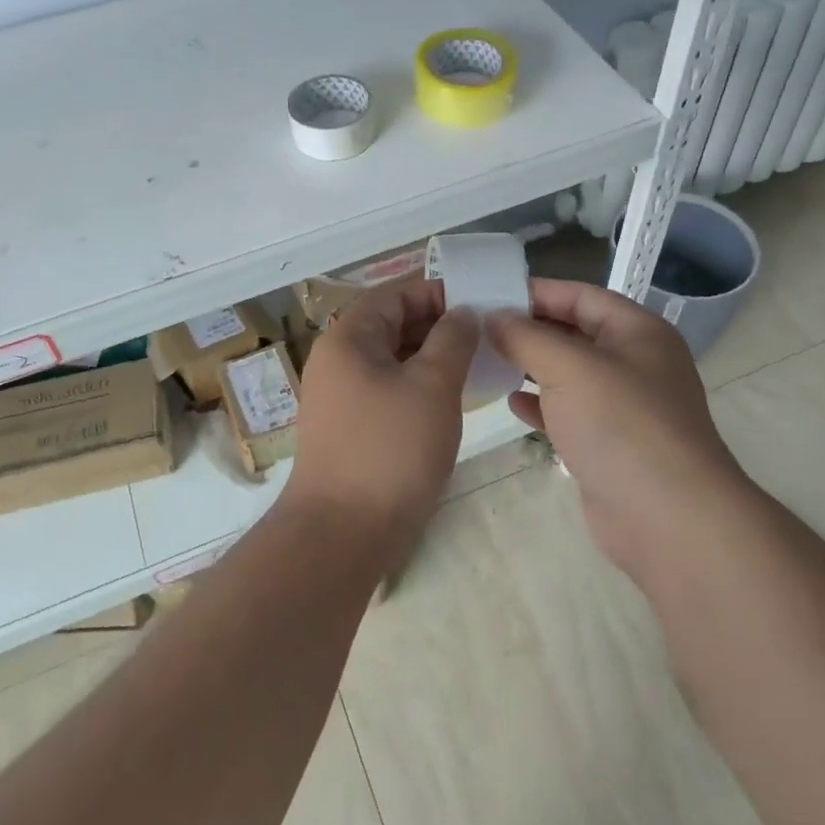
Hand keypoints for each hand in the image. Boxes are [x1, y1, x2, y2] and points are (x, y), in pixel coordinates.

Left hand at [292, 278, 478, 545]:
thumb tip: (462, 313)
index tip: (480, 304)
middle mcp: (338, 360)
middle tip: (487, 337)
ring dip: (432, 358)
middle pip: (392, 325)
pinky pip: (388, 390)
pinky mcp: (350, 428)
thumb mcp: (432, 386)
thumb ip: (452, 340)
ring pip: (393, 360)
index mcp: (348, 338)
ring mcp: (341, 396)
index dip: (437, 293)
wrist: (342, 532)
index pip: (395, 294)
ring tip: (477, 365)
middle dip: (439, 326)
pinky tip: (451, 400)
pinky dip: (418, 387)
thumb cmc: (390, 449)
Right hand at [487, 279, 752, 573]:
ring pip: (570, 374)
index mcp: (638, 332)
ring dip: (530, 366)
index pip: (582, 296)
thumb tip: (493, 317)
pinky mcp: (610, 444)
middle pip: (575, 333)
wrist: (668, 519)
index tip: (490, 294)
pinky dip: (541, 405)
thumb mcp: (569, 367)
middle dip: (529, 329)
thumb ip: (526, 337)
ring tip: (486, 361)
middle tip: (478, 328)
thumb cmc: (621, 425)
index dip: (537, 292)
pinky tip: (512, 403)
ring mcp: (624, 407)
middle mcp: (635, 363)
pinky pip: (569, 413)